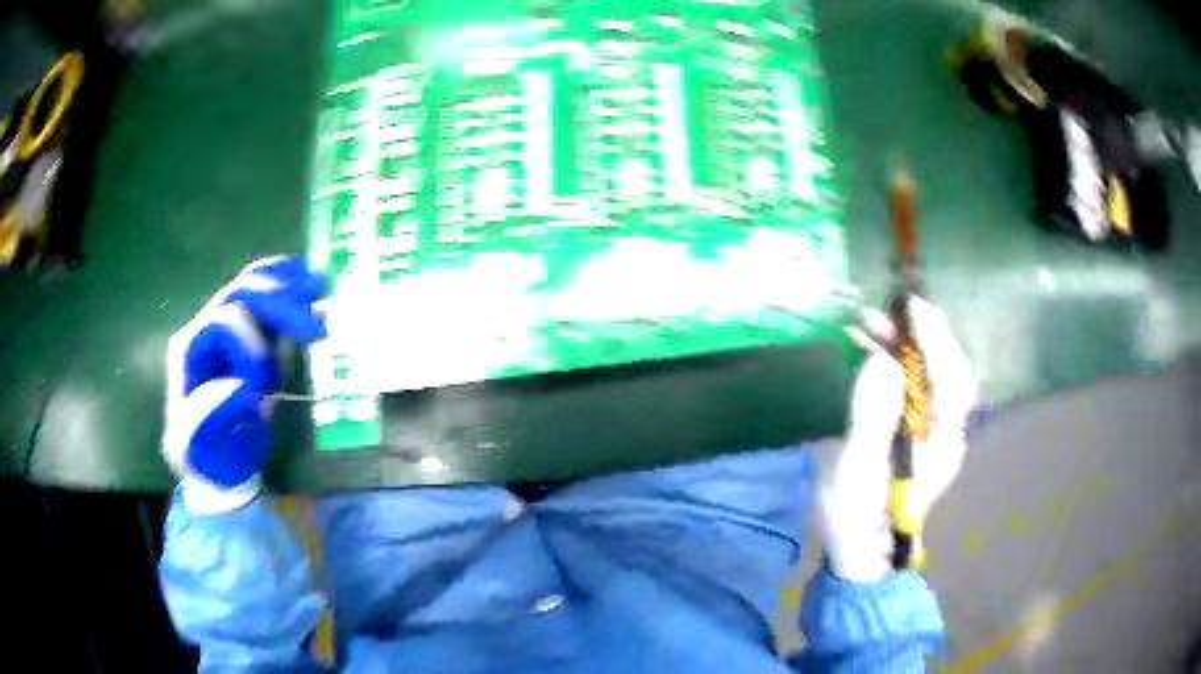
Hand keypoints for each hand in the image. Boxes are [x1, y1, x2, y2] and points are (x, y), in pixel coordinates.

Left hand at [163, 257, 326, 511]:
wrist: (217, 463)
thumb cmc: (206, 456)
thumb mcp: (194, 446)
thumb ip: (205, 416)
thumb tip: (239, 386)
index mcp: (190, 348)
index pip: (226, 322)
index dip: (256, 343)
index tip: (278, 379)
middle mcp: (205, 328)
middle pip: (243, 294)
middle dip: (280, 301)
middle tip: (317, 322)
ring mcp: (226, 328)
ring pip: (255, 288)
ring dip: (288, 285)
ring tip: (320, 284)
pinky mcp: (246, 335)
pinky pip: (265, 300)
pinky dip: (287, 286)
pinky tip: (306, 278)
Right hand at [819, 297, 975, 580]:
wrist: (858, 554)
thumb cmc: (857, 518)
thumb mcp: (856, 471)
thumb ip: (872, 416)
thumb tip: (883, 360)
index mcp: (942, 442)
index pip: (952, 378)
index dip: (935, 338)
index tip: (911, 307)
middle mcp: (945, 432)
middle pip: (944, 371)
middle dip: (916, 336)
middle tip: (879, 314)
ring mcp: (931, 432)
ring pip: (928, 376)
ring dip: (902, 347)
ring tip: (865, 326)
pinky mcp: (914, 432)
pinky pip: (912, 388)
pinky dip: (893, 364)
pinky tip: (868, 352)